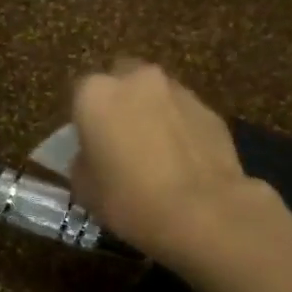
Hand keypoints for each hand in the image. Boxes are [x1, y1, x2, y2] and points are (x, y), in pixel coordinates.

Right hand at [70, 60, 280, 265]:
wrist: (202, 211)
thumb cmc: (129, 199)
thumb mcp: (86, 190)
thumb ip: (83, 162)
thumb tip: (91, 157)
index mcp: (96, 95)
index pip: (80, 94)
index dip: (84, 120)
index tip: (89, 144)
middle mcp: (136, 80)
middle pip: (122, 80)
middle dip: (120, 102)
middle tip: (120, 139)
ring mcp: (178, 91)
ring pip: (157, 94)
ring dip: (152, 113)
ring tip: (155, 152)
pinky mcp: (210, 110)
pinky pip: (184, 115)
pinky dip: (180, 129)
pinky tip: (182, 161)